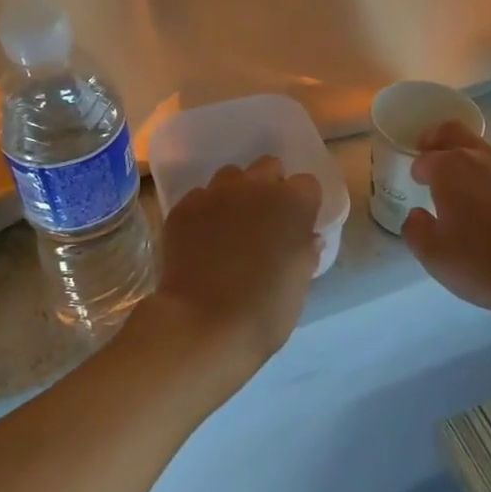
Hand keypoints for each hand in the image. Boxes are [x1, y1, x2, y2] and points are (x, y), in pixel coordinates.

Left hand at [133, 156, 321, 394]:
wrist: (203, 324)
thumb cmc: (265, 310)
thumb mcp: (300, 284)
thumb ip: (305, 252)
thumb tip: (306, 238)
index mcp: (292, 203)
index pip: (307, 184)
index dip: (303, 204)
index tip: (297, 226)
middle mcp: (255, 187)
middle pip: (268, 167)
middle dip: (269, 187)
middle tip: (264, 221)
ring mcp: (215, 194)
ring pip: (230, 177)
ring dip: (235, 194)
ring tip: (229, 227)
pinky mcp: (183, 207)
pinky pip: (199, 198)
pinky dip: (204, 212)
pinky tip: (201, 240)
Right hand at [402, 122, 490, 328]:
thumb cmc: (490, 261)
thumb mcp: (436, 257)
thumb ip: (416, 232)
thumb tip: (417, 216)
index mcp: (449, 167)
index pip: (424, 158)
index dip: (416, 170)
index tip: (415, 184)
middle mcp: (481, 156)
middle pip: (453, 132)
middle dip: (437, 140)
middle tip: (430, 157)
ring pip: (482, 150)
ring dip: (468, 159)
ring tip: (463, 189)